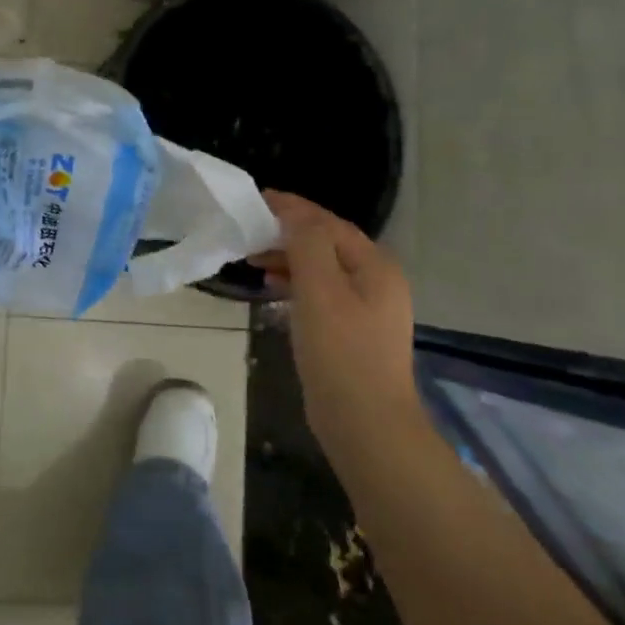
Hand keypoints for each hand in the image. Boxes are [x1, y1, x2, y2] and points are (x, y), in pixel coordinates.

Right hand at [255, 192, 420, 431]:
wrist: (366, 425)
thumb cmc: (341, 352)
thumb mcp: (320, 290)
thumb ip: (307, 243)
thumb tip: (292, 212)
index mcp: (375, 266)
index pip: (328, 223)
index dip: (292, 208)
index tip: (255, 200)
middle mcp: (376, 281)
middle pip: (326, 243)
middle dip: (287, 233)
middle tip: (248, 232)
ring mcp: (366, 309)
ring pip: (321, 269)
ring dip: (288, 258)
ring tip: (253, 259)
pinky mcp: (351, 333)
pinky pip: (320, 293)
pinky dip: (295, 283)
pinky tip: (272, 289)